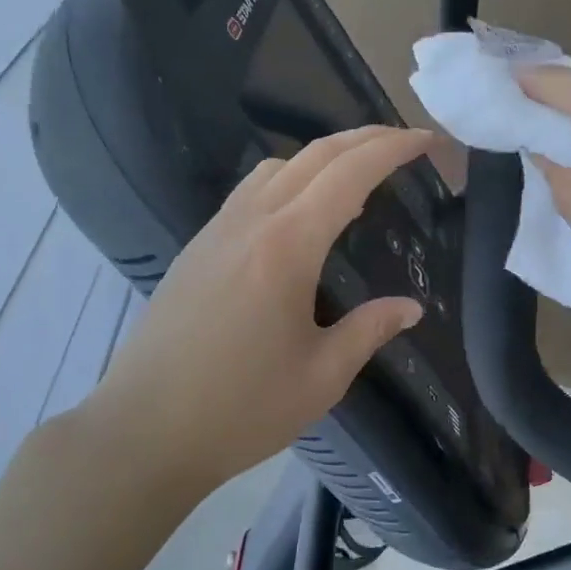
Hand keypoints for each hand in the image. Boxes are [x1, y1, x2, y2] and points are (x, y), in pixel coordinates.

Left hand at [86, 126, 432, 486]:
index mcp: (287, 246)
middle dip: (364, 138)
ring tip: (356, 178)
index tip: (427, 140)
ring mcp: (216, 230)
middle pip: (314, 155)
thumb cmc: (240, 409)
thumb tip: (410, 308)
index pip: (349, 174)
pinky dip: (289, 180)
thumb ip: (368, 330)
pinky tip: (300, 215)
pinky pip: (250, 191)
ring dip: (323, 156)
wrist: (143, 431)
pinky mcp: (196, 248)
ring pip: (276, 167)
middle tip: (403, 143)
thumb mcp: (321, 377)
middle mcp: (250, 222)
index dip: (392, 149)